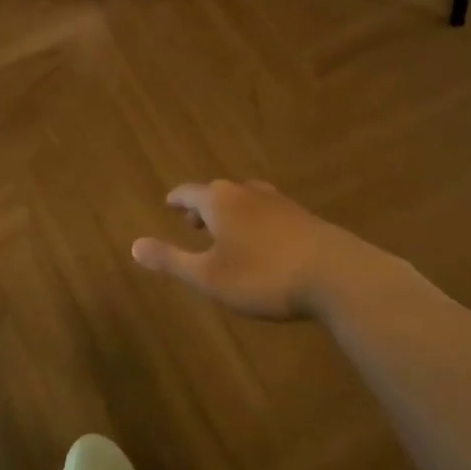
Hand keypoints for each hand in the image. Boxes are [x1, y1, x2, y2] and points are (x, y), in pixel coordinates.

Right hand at [131, 180, 383, 319]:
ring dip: (231, 213)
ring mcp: (279, 202)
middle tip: (193, 222)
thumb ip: (171, 260)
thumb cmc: (263, 276)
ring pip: (245, 200)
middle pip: (218, 192)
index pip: (189, 192)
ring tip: (227, 231)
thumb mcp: (209, 277)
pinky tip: (264, 242)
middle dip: (203, 206)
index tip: (169, 203)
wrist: (338, 276)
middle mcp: (247, 192)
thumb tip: (133, 245)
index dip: (177, 199)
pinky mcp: (304, 218)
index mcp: (220, 200)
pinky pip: (269, 212)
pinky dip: (256, 222)